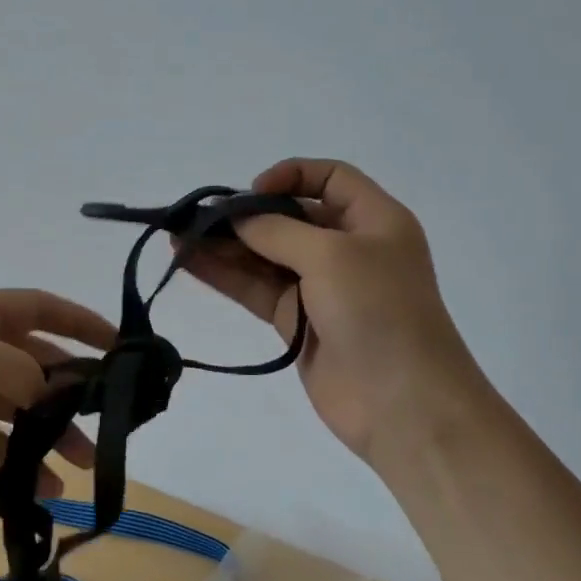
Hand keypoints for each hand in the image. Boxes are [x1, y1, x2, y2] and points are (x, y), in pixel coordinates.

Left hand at [0, 289, 116, 522]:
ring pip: (19, 407)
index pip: (40, 307)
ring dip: (51, 433)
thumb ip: (20, 367)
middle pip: (35, 361)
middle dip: (72, 390)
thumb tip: (44, 391)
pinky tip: (41, 489)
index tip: (121, 347)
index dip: (81, 322)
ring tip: (82, 467)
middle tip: (107, 423)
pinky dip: (19, 461)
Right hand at [183, 158, 488, 462]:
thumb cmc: (379, 311)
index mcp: (374, 220)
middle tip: (197, 217)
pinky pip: (256, 289)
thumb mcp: (331, 255)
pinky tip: (189, 262)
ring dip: (225, 245)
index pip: (331, 178)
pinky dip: (224, 275)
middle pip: (290, 217)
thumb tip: (236, 219)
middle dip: (245, 215)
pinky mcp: (297, 322)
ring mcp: (321, 287)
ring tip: (178, 237)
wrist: (403, 405)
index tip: (251, 192)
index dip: (291, 175)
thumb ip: (277, 230)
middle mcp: (347, 248)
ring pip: (266, 255)